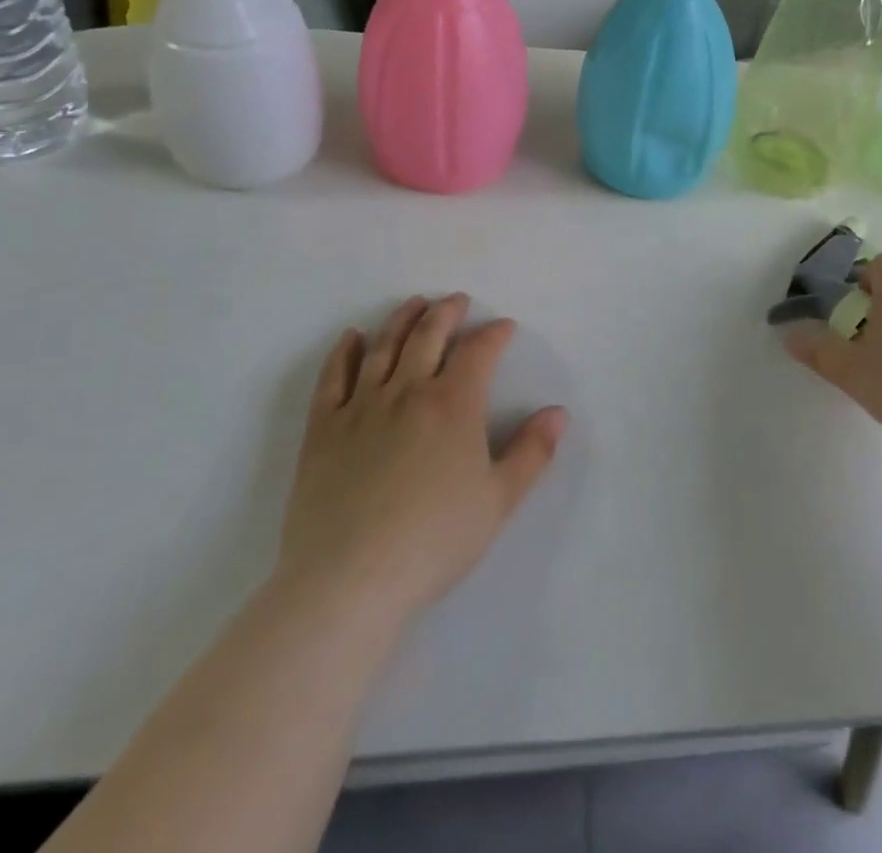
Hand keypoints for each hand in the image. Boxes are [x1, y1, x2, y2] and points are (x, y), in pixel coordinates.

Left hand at [276, 294, 567, 624]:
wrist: (349, 580)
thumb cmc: (434, 540)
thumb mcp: (499, 500)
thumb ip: (532, 452)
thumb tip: (558, 413)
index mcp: (454, 404)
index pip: (479, 351)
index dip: (494, 334)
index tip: (504, 327)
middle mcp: (408, 391)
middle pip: (428, 335)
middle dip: (447, 311)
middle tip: (457, 300)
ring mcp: (361, 407)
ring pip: (384, 347)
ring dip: (402, 319)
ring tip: (414, 303)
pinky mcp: (323, 429)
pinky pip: (333, 377)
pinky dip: (344, 351)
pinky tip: (352, 337)